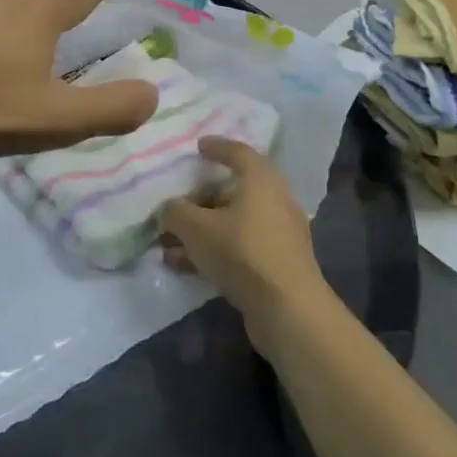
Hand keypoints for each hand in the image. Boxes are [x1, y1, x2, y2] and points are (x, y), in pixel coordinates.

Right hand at [159, 137, 330, 338]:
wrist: (288, 311)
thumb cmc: (242, 252)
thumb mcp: (196, 227)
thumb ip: (175, 212)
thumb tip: (169, 209)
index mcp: (261, 180)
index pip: (237, 152)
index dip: (216, 147)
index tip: (198, 146)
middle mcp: (275, 201)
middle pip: (233, 190)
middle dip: (201, 196)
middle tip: (177, 199)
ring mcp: (279, 235)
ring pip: (233, 222)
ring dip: (202, 229)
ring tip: (168, 242)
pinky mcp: (277, 264)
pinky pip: (238, 247)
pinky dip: (213, 250)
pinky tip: (183, 265)